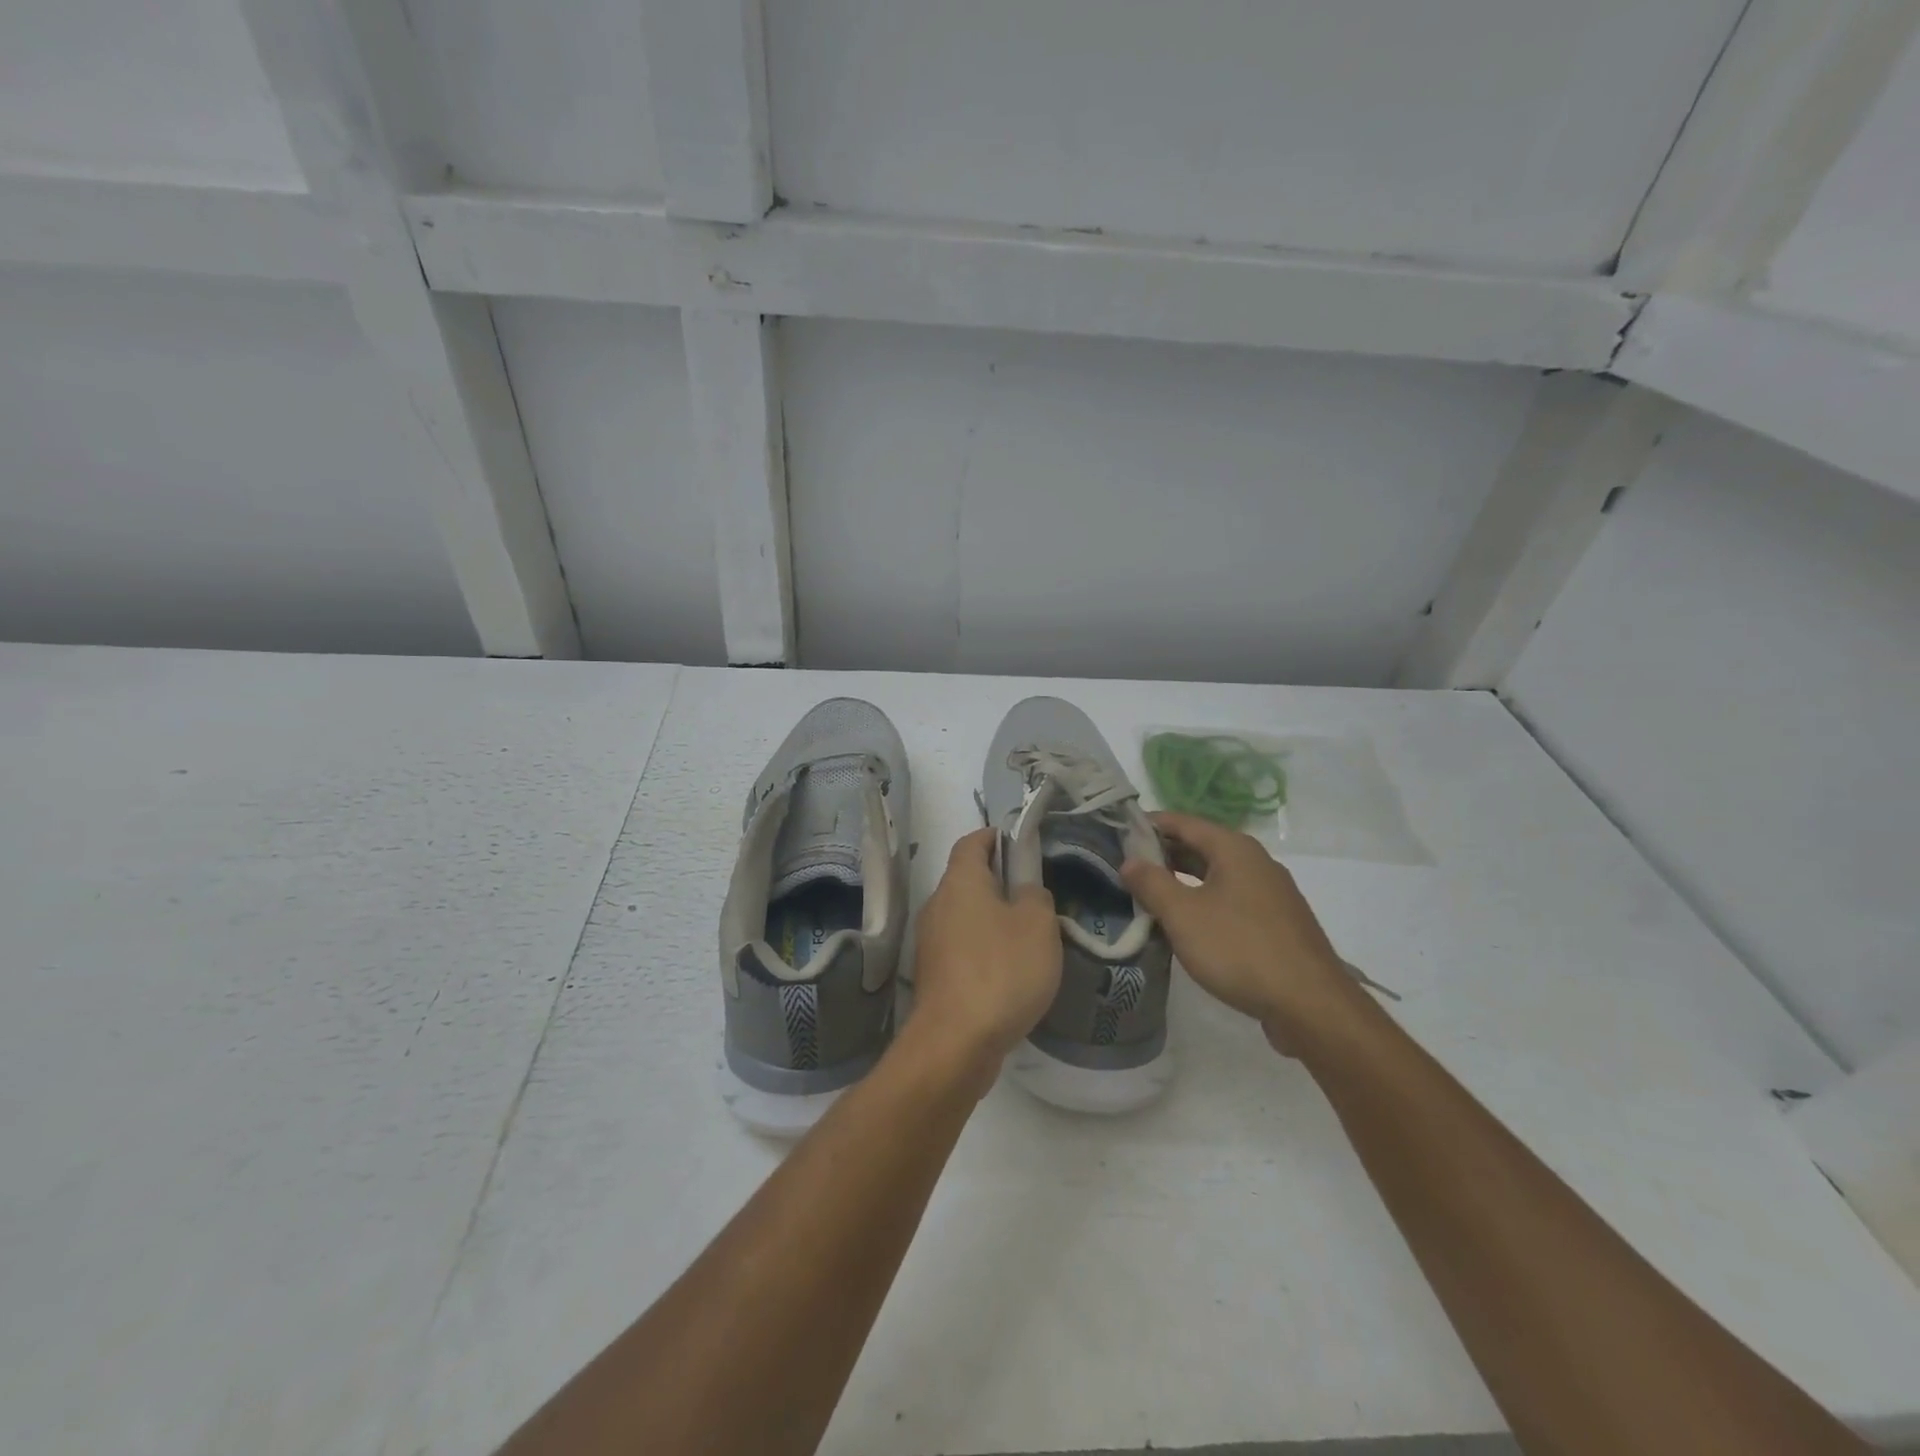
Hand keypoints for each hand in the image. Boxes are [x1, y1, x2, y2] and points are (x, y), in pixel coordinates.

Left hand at [906, 829, 1062, 1079]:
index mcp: (960, 881)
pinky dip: (983, 949)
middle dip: (998, 881)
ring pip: (965, 916)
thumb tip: (1025, 890)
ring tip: (1028, 937)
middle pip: (967, 879)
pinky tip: (1008, 972)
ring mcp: (930, 942)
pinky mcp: (933, 975)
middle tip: (1035, 895)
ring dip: (992, 919)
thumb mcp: (1038, 924)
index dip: (995, 837)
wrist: (956, 1042)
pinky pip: (961, 948)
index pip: (972, 841)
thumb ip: (1036, 895)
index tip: (1020, 843)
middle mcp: (937, 904)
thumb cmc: (1001, 970)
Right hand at [1121, 812, 1364, 1053]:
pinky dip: (1203, 901)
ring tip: (1147, 895)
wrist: (1310, 1005)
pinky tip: (1186, 924)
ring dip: (1181, 880)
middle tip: (1124, 867)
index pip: (1182, 822)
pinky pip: (1230, 899)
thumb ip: (1151, 883)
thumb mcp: (1183, 915)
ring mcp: (1270, 893)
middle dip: (1162, 854)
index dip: (1148, 825)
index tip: (1116, 835)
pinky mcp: (1276, 922)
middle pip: (1200, 846)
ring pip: (1215, 875)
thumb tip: (1129, 860)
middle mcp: (1255, 861)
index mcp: (1234, 848)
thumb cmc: (1240, 949)